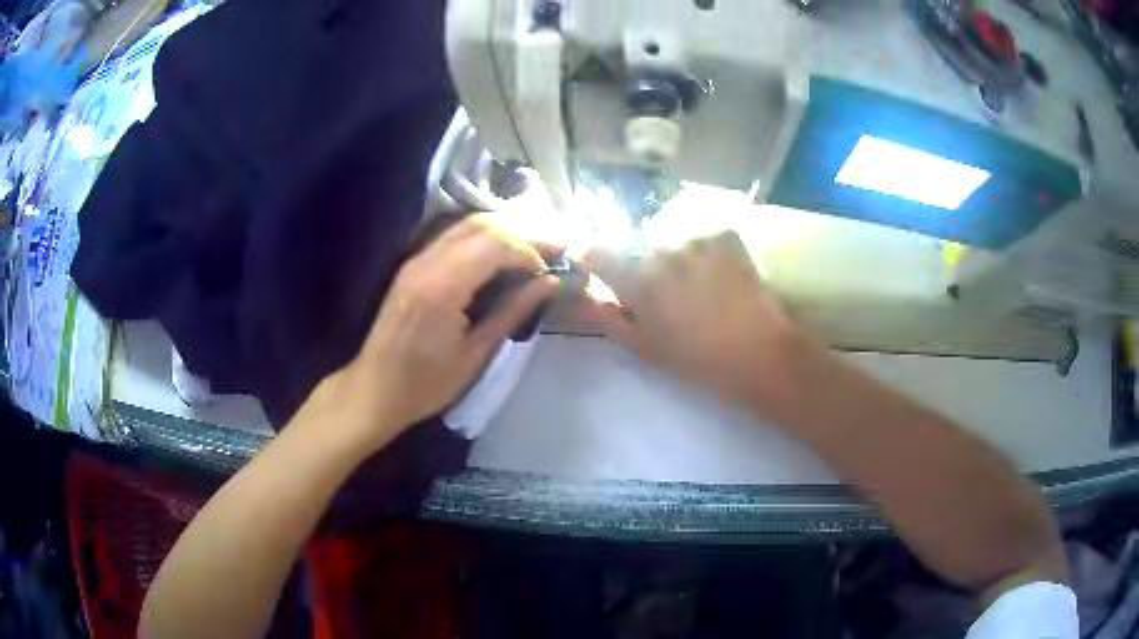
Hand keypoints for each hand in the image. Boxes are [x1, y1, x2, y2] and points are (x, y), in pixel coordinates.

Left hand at [336, 216, 558, 444]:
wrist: (374, 390)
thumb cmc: (426, 384)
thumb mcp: (475, 355)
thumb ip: (512, 311)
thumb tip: (548, 283)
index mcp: (442, 287)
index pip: (495, 245)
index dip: (529, 251)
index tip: (551, 271)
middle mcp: (427, 262)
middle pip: (482, 225)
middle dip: (521, 233)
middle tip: (553, 249)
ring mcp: (415, 260)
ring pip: (465, 225)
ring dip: (503, 231)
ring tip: (532, 249)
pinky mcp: (411, 266)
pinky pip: (452, 237)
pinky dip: (482, 238)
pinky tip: (499, 255)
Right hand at [579, 231, 825, 408]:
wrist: (760, 353)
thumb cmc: (697, 359)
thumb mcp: (645, 349)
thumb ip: (609, 319)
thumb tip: (586, 299)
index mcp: (637, 277)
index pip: (595, 250)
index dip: (592, 258)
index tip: (597, 270)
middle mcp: (662, 248)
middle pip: (635, 246)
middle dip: (637, 264)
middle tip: (658, 293)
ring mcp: (697, 238)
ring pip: (669, 240)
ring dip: (671, 257)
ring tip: (693, 286)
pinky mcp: (725, 235)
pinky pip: (700, 237)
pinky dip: (702, 251)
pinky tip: (716, 274)